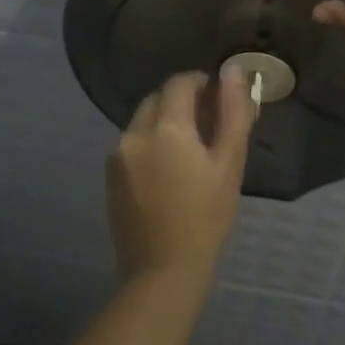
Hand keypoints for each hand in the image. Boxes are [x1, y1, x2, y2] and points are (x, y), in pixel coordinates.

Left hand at [106, 69, 253, 289]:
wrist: (162, 273)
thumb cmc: (206, 218)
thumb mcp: (228, 164)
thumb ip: (233, 112)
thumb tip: (234, 71)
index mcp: (166, 127)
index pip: (180, 82)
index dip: (201, 83)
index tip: (218, 98)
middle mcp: (135, 132)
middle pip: (158, 99)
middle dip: (181, 102)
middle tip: (208, 126)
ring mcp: (117, 155)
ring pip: (143, 121)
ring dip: (164, 123)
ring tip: (189, 151)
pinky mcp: (110, 176)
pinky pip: (132, 144)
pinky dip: (149, 144)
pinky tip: (167, 172)